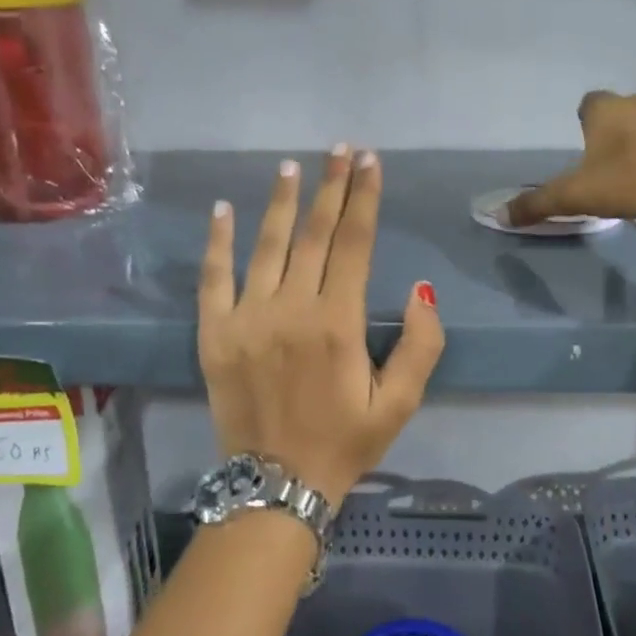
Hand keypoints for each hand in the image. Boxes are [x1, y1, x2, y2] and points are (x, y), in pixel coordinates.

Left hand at [198, 147, 443, 505]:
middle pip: (313, 234)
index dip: (364, 199)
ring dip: (280, 202)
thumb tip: (420, 290)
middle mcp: (291, 310)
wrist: (275, 485)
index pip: (354, 244)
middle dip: (330, 187)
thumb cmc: (345, 443)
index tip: (369, 162)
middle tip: (340, 149)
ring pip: (266, 246)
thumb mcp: (401, 404)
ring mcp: (246, 318)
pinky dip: (219, 241)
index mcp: (338, 324)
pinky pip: (213, 278)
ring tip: (292, 166)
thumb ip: (421, 345)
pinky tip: (223, 210)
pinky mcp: (214, 334)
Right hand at [504, 86, 635, 232]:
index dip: (589, 119)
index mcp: (607, 112)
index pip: (591, 101)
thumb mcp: (573, 198)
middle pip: (633, 100)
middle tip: (626, 150)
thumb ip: (536, 203)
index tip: (590, 141)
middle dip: (630, 117)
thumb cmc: (624, 187)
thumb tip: (500, 215)